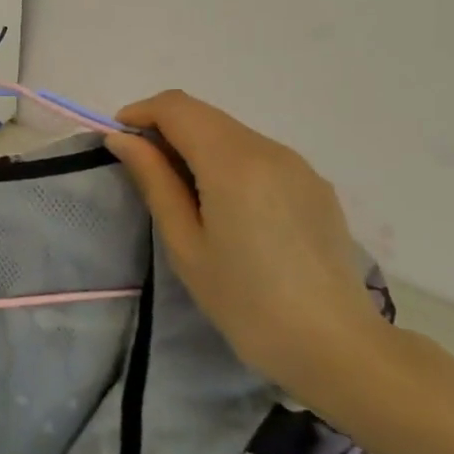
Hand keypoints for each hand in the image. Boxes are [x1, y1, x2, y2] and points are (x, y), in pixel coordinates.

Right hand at [103, 91, 386, 410]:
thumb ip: (154, 181)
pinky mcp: (314, 184)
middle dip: (165, 129)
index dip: (140, 113)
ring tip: (182, 194)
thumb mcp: (185, 244)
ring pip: (231, 132)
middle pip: (204, 115)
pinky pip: (258, 155)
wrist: (336, 347)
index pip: (176, 107)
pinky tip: (225, 207)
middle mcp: (269, 150)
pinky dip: (227, 161)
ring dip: (196, 145)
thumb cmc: (245, 301)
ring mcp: (298, 165)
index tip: (118, 143)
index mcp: (233, 162)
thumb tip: (122, 140)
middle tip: (142, 170)